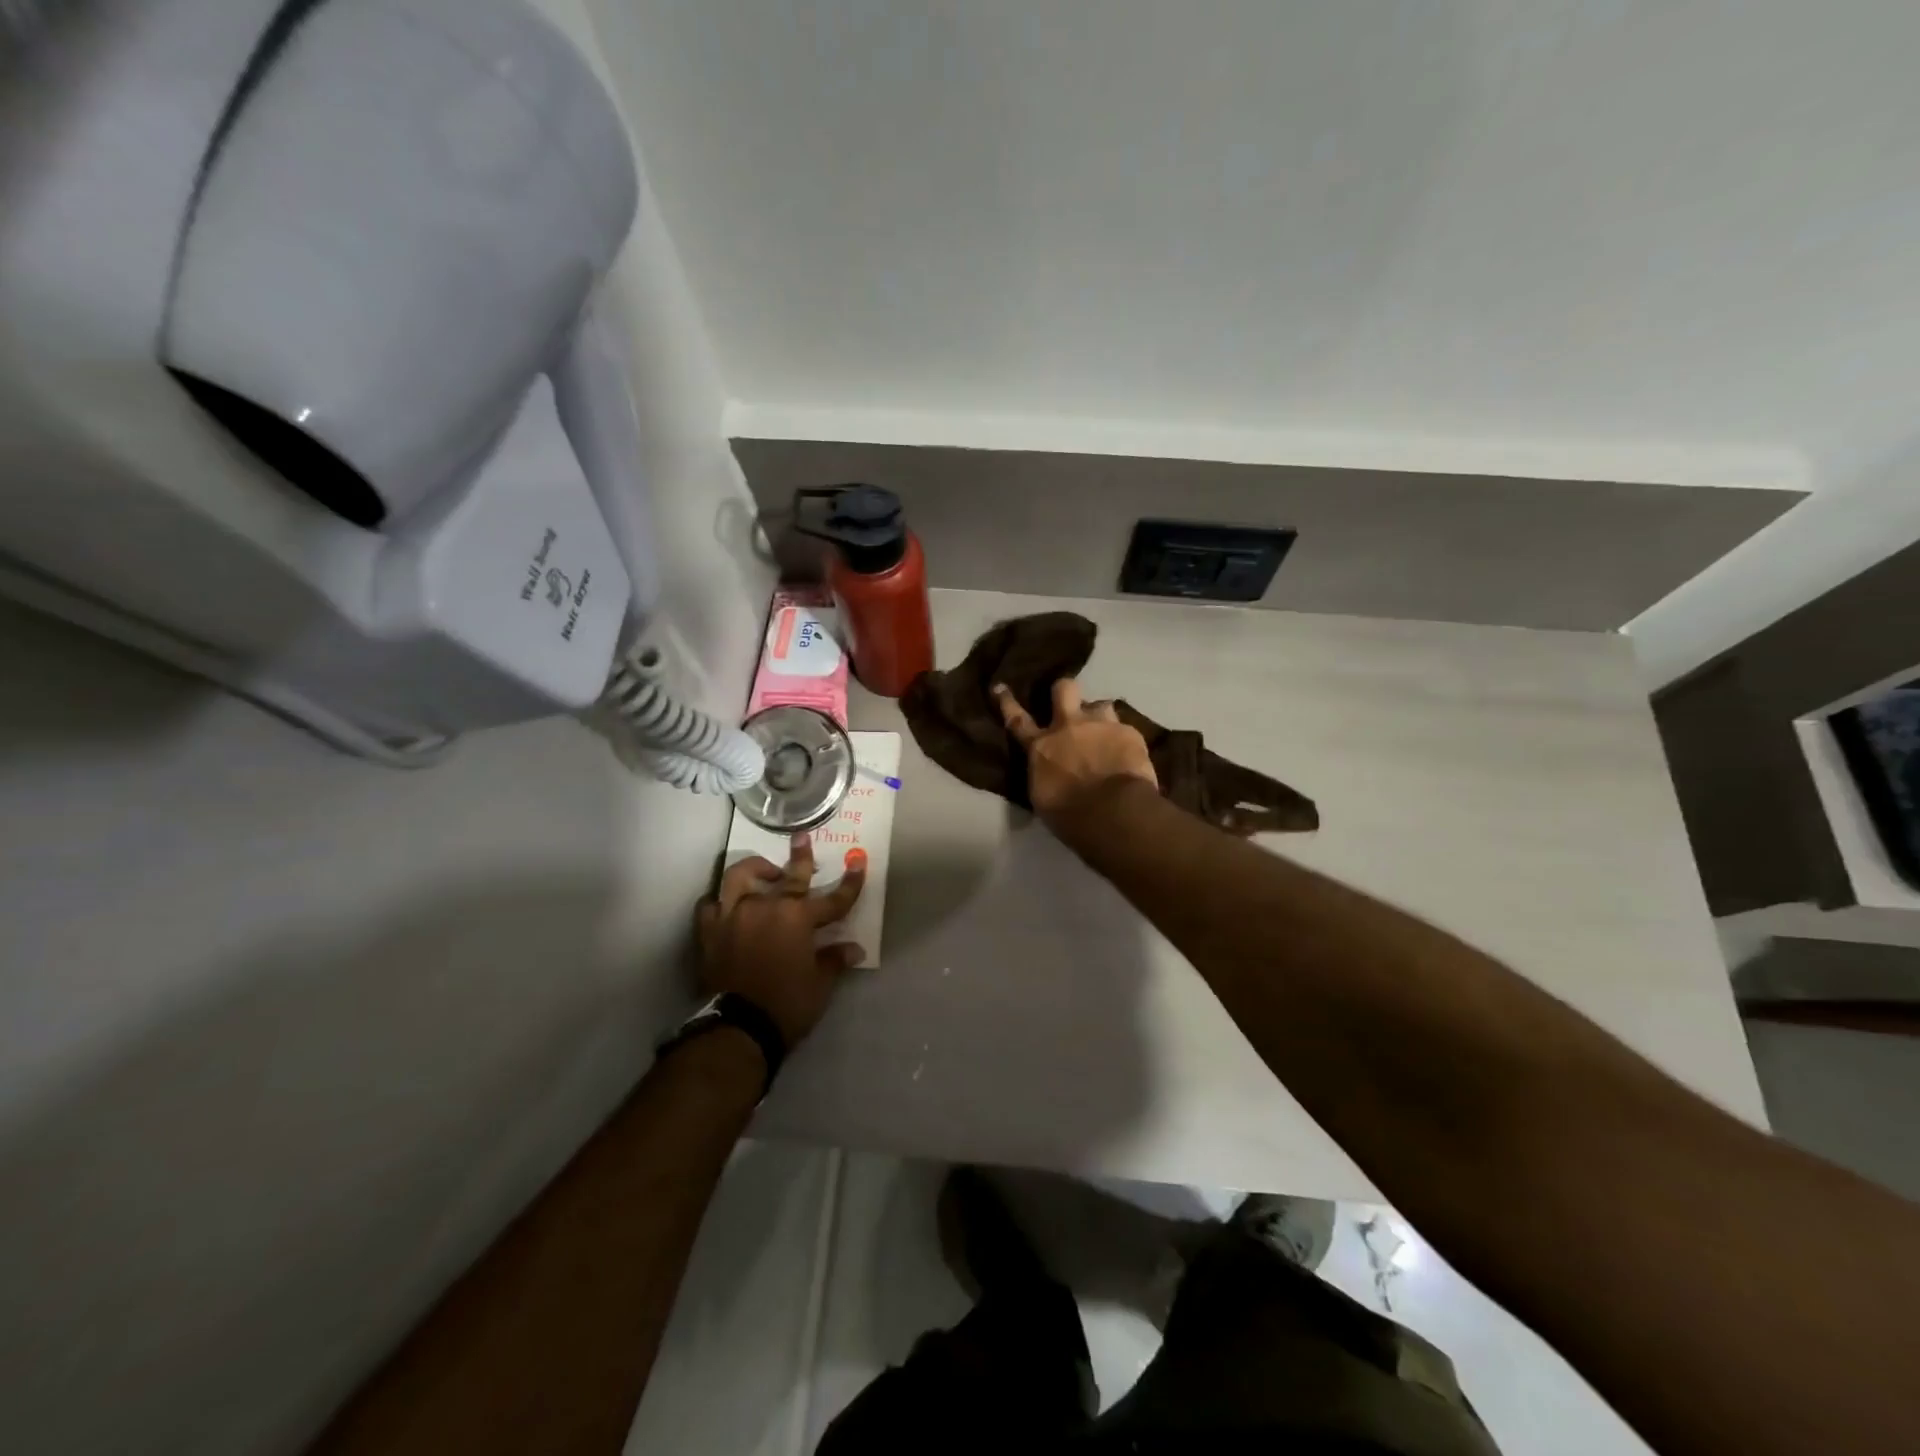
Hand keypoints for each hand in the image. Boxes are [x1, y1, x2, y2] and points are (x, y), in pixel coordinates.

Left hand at [697, 833, 866, 1047]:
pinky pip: (711, 905)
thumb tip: (854, 949)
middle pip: (789, 876)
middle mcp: (767, 906)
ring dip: (755, 870)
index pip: (833, 898)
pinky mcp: (710, 930)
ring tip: (763, 871)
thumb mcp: (820, 984)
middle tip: (802, 837)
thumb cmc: (786, 1004)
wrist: (737, 1027)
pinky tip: (726, 906)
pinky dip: (720, 902)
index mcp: (798, 918)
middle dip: (801, 856)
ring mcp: (734, 915)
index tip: (859, 863)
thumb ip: (834, 960)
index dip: (850, 883)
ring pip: (741, 877)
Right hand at [994, 678, 1157, 820]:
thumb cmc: (1069, 814)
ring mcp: (1101, 725)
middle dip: (1065, 691)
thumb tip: (1047, 768)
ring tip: (1106, 734)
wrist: (1112, 813)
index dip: (1008, 703)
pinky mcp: (1129, 733)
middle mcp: (1069, 726)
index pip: (1018, 720)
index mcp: (1041, 746)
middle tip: (1070, 704)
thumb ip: (1043, 772)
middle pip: (1065, 688)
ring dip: (1100, 718)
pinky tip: (1128, 755)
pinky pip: (1125, 729)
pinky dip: (1124, 741)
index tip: (1000, 687)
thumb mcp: (1042, 795)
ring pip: (1101, 705)